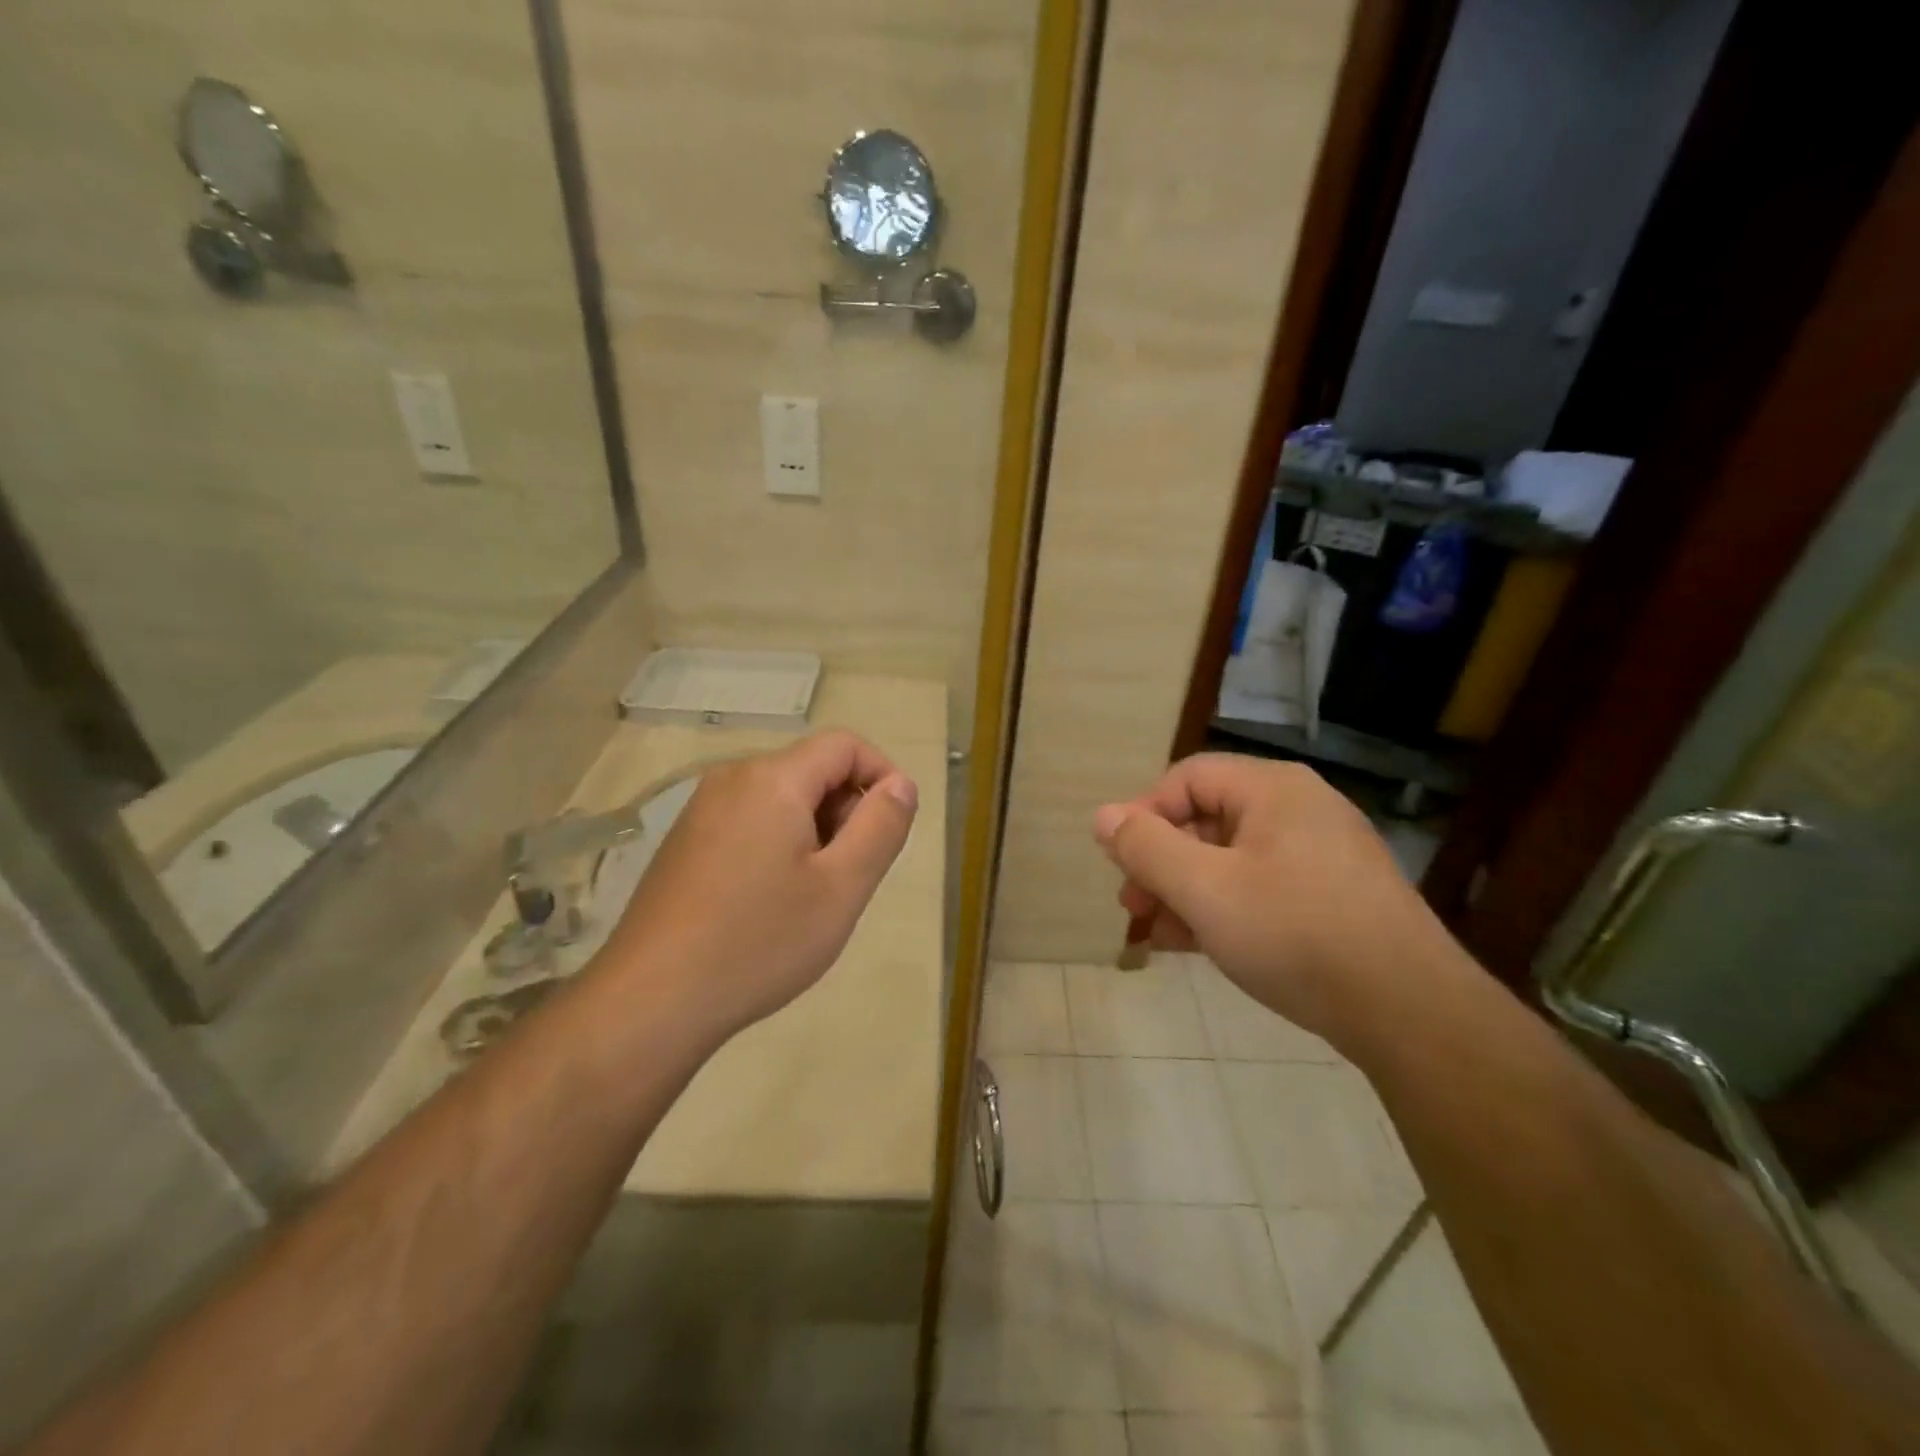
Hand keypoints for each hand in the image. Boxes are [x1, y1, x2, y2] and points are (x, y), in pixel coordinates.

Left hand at [596, 730, 917, 1043]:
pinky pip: (751, 819)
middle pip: (812, 769)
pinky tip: (771, 901)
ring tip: (813, 894)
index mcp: (773, 779)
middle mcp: (732, 778)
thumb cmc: (759, 942)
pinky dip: (780, 842)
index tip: (893, 829)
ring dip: (815, 830)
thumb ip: (881, 827)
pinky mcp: (685, 840)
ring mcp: (702, 808)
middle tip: (852, 874)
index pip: (844, 744)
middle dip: (847, 809)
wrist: (650, 1001)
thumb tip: (901, 784)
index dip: (881, 774)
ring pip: (782, 797)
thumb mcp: (841, 888)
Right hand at [1093, 754, 1437, 1039]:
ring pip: (1232, 858)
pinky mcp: (1335, 896)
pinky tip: (1199, 946)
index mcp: (1273, 789)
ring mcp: (1322, 854)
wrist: (1409, 1011)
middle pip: (1208, 819)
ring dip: (1186, 891)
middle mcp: (1300, 809)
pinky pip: (1262, 886)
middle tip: (1133, 906)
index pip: (1187, 778)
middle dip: (1161, 862)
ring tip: (1160, 935)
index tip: (1120, 863)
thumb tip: (1103, 816)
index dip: (1144, 815)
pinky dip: (1224, 907)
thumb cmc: (1294, 934)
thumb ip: (1146, 848)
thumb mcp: (1204, 889)